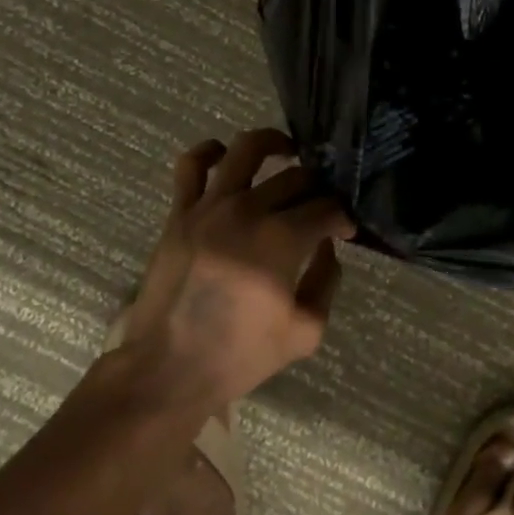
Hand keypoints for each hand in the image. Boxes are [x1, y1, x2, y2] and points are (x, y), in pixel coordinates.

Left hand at [119, 128, 354, 406]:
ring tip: (287, 153)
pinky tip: (226, 156)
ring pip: (247, 150)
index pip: (326, 208)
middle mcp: (247, 211)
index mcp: (281, 241)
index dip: (343, 218)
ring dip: (274, 144)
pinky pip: (191, 165)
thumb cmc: (240, 356)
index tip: (345, 232)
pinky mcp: (180, 212)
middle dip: (317, 189)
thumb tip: (328, 246)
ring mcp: (209, 207)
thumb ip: (327, 281)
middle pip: (295, 178)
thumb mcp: (305, 331)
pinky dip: (210, 151)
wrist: (168, 370)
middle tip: (319, 207)